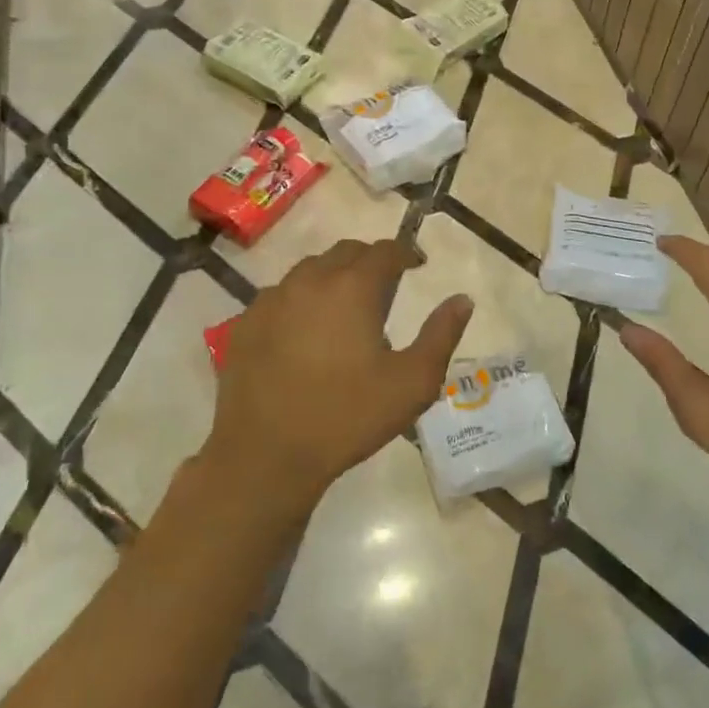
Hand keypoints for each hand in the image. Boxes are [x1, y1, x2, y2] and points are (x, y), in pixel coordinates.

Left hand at [207, 239, 472, 518]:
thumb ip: (442, 335)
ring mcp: (271, 301)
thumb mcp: (413, 382)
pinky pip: (279, 296)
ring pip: (309, 270)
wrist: (266, 456)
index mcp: (352, 288)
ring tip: (345, 307)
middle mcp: (310, 281)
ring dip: (333, 277)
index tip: (418, 265)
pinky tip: (305, 331)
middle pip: (345, 253)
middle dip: (370, 260)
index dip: (406, 253)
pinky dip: (300, 300)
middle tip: (386, 285)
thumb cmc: (348, 417)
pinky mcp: (245, 325)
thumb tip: (462, 300)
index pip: (384, 251)